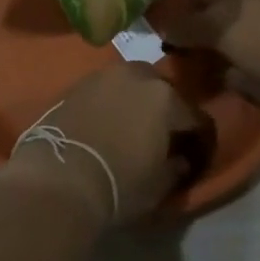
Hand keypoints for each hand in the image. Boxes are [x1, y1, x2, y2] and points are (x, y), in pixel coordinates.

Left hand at [0, 64, 209, 228]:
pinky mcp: (78, 82)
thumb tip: (181, 159)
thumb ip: (175, 167)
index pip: (194, 115)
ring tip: (131, 123)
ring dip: (136, 98)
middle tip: (162, 132)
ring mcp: (105, 75)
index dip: (198, 135)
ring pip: (131, 82)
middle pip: (161, 89)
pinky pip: (105, 88)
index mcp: (166, 99)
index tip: (196, 151)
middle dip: (166, 108)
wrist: (61, 174)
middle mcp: (137, 76)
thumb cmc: (119, 183)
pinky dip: (110, 100)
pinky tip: (106, 120)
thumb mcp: (158, 185)